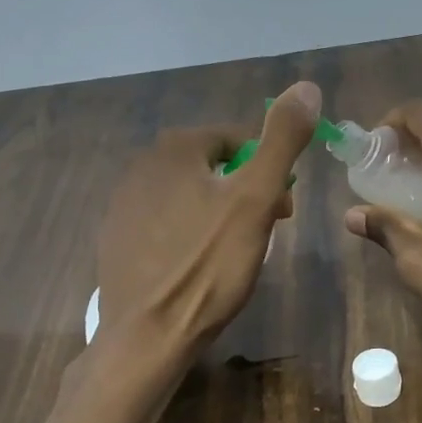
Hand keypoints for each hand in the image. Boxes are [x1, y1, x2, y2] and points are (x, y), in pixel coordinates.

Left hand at [93, 81, 320, 353]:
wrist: (148, 335)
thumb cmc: (209, 265)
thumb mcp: (256, 199)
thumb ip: (281, 141)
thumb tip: (306, 87)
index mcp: (175, 149)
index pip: (238, 140)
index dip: (268, 170)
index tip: (284, 209)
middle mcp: (141, 167)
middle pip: (213, 168)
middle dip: (245, 192)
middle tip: (266, 231)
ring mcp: (122, 206)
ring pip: (190, 196)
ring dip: (219, 213)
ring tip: (236, 253)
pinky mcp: (116, 241)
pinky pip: (166, 224)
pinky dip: (190, 236)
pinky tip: (200, 267)